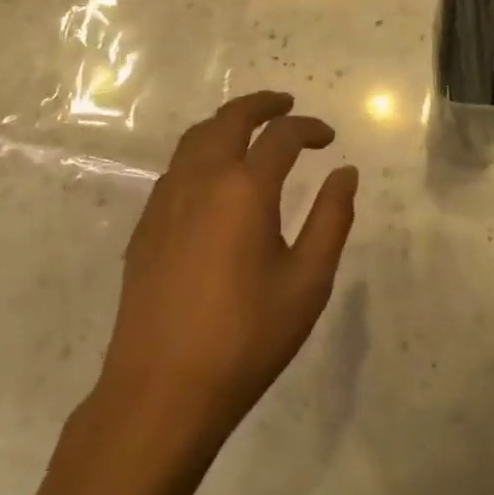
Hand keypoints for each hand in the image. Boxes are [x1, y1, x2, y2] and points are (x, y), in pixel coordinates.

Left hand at [96, 91, 359, 448]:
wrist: (161, 390)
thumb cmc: (245, 338)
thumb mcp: (307, 283)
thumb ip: (331, 219)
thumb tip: (346, 172)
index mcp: (245, 188)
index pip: (282, 135)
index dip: (309, 128)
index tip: (328, 138)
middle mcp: (202, 177)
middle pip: (231, 118)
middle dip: (263, 104)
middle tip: (286, 104)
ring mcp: (167, 197)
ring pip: (198, 136)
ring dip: (228, 121)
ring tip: (250, 128)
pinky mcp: (147, 221)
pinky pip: (177, 164)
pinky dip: (202, 149)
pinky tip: (214, 175)